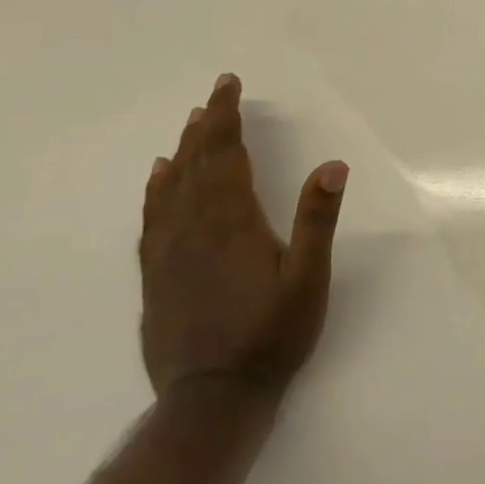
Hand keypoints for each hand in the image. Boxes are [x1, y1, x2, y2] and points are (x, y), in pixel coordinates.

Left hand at [138, 74, 348, 398]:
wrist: (212, 399)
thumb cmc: (272, 335)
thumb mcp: (308, 279)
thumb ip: (317, 220)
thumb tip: (332, 165)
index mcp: (232, 223)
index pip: (225, 156)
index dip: (226, 117)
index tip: (227, 84)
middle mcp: (194, 229)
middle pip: (196, 165)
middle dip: (206, 127)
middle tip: (214, 96)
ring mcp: (169, 253)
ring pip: (171, 188)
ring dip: (183, 152)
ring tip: (190, 126)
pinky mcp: (156, 276)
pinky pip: (152, 219)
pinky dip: (156, 190)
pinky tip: (159, 179)